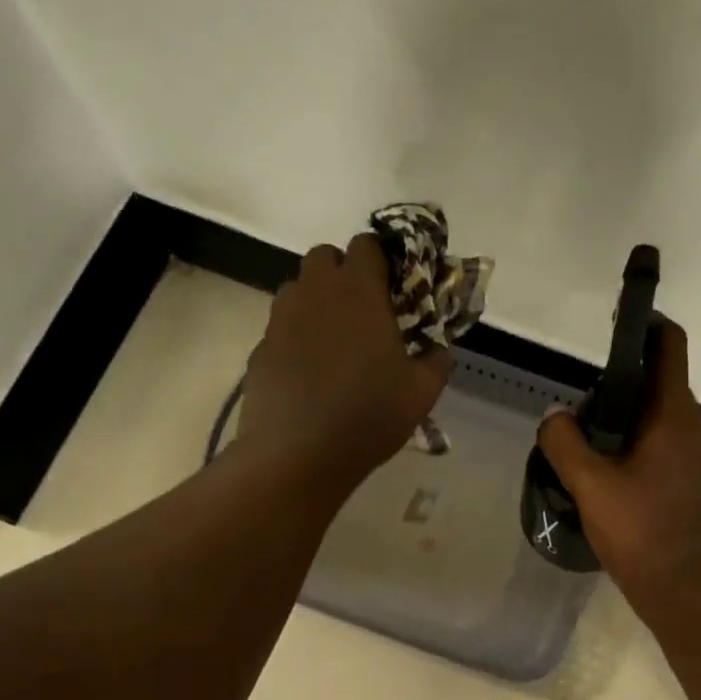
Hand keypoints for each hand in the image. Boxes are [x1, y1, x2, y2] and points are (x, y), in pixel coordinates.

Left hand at [238, 233, 450, 494]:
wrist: (298, 454)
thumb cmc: (368, 416)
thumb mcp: (420, 393)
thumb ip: (436, 362)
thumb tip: (439, 350)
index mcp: (358, 292)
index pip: (367, 245)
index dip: (383, 259)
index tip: (395, 287)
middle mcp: (315, 293)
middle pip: (325, 257)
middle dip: (345, 273)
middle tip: (365, 311)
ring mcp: (281, 320)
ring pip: (298, 289)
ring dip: (318, 302)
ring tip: (336, 342)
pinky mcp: (261, 349)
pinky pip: (282, 328)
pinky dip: (297, 337)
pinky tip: (310, 373)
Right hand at [535, 319, 700, 624]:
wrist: (691, 595)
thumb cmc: (643, 535)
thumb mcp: (591, 487)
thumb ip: (565, 444)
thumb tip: (555, 417)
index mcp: (674, 416)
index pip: (668, 347)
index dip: (645, 325)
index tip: (615, 323)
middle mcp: (695, 429)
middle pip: (657, 386)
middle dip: (617, 387)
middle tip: (577, 411)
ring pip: (658, 422)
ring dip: (623, 424)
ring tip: (584, 448)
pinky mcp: (697, 485)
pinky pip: (665, 450)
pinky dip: (636, 449)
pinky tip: (608, 479)